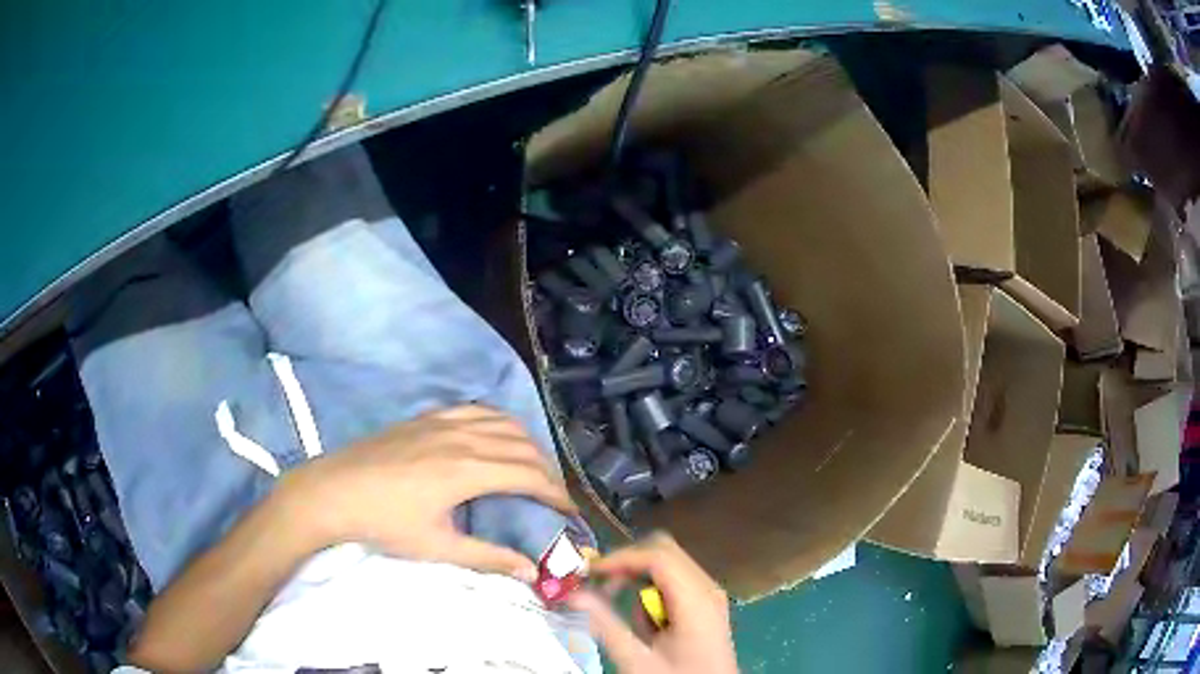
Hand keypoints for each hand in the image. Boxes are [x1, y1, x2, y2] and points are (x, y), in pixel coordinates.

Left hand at [282, 405, 576, 579]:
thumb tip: (531, 572)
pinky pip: (475, 409)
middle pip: (523, 446)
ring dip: (527, 442)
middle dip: (548, 469)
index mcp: (467, 470)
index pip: (529, 475)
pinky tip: (495, 435)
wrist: (333, 491)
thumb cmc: (383, 523)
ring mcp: (442, 422)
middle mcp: (462, 438)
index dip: (556, 492)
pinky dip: (498, 421)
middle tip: (554, 495)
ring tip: (533, 466)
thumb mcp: (437, 547)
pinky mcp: (425, 417)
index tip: (569, 510)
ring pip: (502, 422)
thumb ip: (488, 558)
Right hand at [568, 532, 737, 673]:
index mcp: (696, 599)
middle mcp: (708, 588)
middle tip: (601, 585)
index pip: (658, 556)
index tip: (589, 571)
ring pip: (670, 565)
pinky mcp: (707, 604)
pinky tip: (648, 625)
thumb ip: (606, 625)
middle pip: (666, 552)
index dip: (621, 558)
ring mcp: (710, 595)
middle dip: (629, 564)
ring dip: (641, 582)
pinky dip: (654, 593)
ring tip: (630, 620)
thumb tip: (575, 596)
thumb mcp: (637, 659)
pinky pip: (676, 582)